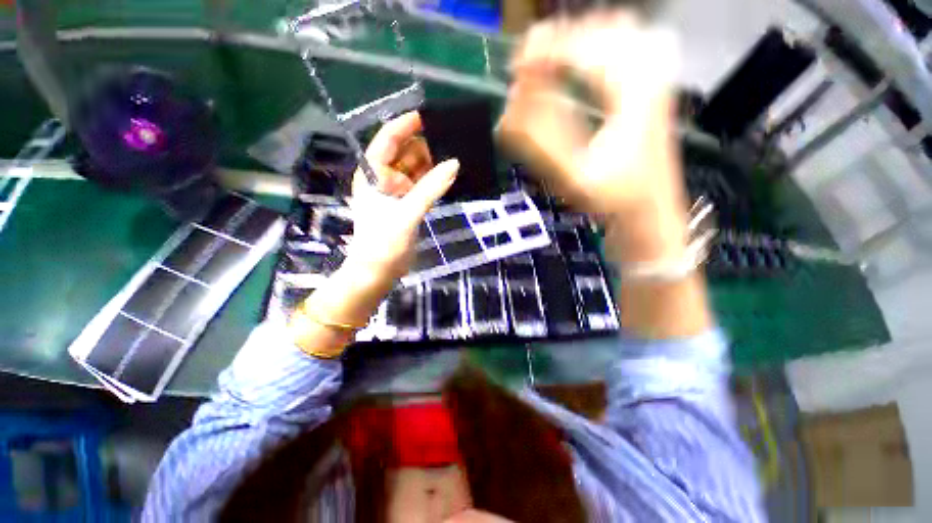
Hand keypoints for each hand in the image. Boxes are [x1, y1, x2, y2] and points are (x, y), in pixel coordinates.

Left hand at [347, 112, 459, 282]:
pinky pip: (423, 186)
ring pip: (417, 170)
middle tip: (452, 138)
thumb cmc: (383, 242)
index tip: (429, 116)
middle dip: (426, 145)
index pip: (388, 140)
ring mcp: (398, 193)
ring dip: (433, 164)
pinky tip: (451, 177)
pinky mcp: (408, 205)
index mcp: (373, 174)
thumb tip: (454, 164)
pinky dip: (435, 182)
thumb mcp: (407, 213)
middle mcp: (384, 178)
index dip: (406, 126)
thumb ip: (430, 189)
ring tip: (456, 155)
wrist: (378, 272)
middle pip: (406, 153)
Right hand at [498, 11, 688, 247]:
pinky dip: (595, 51)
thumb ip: (539, 141)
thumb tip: (508, 111)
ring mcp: (655, 80)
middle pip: (600, 28)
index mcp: (630, 93)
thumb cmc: (613, 200)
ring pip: (616, 32)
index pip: (582, 47)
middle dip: (558, 42)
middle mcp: (648, 75)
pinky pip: (626, 48)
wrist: (650, 213)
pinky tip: (579, 69)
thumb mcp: (572, 177)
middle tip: (530, 67)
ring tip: (549, 66)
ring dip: (576, 43)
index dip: (542, 53)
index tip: (515, 72)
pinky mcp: (652, 90)